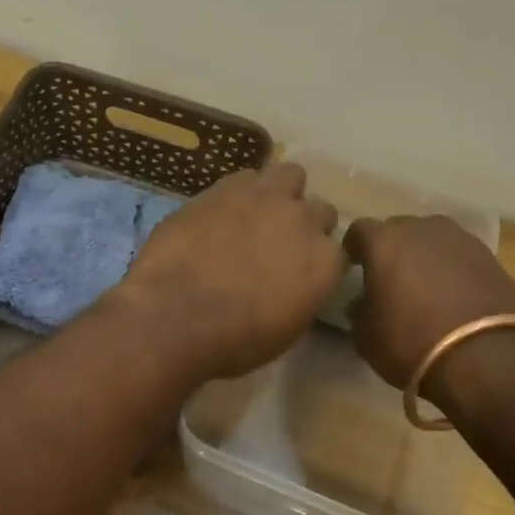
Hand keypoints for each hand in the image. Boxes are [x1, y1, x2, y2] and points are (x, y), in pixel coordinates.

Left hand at [112, 164, 343, 382]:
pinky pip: (246, 177)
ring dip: (281, 193)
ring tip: (258, 214)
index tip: (301, 274)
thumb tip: (293, 282)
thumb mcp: (285, 329)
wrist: (175, 314)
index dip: (318, 262)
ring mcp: (263, 197)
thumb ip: (301, 293)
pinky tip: (224, 210)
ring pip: (290, 175)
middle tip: (280, 244)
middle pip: (320, 210)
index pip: (339, 252)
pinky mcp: (223, 187)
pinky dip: (242, 191)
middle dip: (305, 224)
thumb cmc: (234, 339)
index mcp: (324, 261)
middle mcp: (302, 220)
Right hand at [343, 215, 514, 403]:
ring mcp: (460, 239)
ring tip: (426, 284)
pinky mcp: (490, 257)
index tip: (355, 266)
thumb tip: (363, 303)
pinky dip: (454, 268)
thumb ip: (359, 310)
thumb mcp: (366, 336)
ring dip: (425, 255)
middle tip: (391, 277)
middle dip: (392, 249)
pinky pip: (460, 255)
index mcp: (384, 241)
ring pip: (433, 239)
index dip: (355, 248)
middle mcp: (422, 229)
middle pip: (399, 229)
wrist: (485, 358)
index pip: (359, 230)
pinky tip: (455, 294)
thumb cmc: (411, 342)